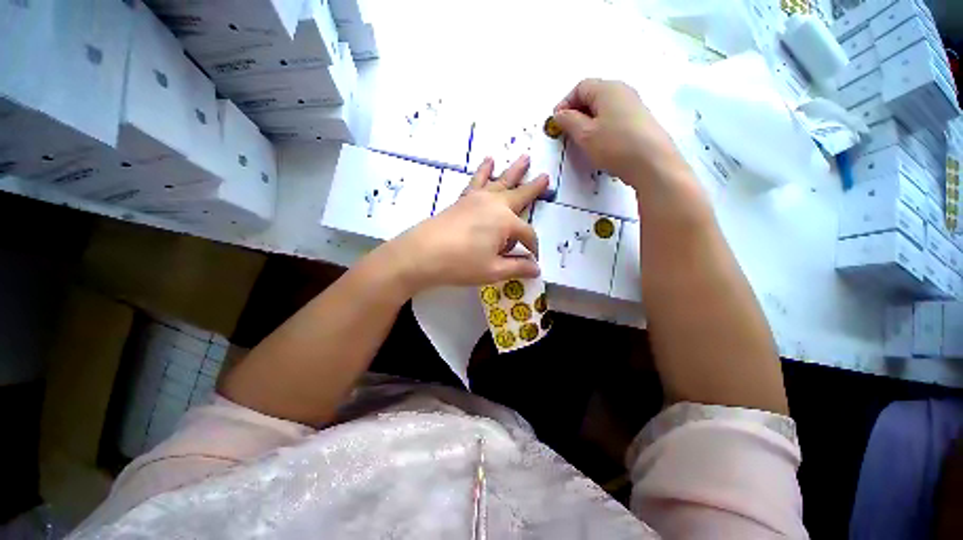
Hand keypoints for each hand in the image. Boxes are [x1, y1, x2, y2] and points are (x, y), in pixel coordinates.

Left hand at [390, 156, 548, 291]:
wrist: (422, 253)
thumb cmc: (460, 264)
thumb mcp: (493, 270)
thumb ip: (518, 268)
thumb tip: (537, 268)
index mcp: (506, 222)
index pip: (527, 234)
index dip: (532, 247)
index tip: (533, 259)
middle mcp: (495, 205)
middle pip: (519, 195)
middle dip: (534, 188)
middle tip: (545, 176)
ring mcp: (477, 199)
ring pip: (500, 182)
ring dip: (514, 171)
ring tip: (524, 157)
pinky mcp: (463, 199)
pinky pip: (476, 181)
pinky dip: (483, 171)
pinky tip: (488, 161)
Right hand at [553, 78, 687, 190]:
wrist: (652, 163)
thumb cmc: (614, 145)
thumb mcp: (584, 134)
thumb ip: (568, 121)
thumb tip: (559, 113)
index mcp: (607, 89)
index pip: (580, 87)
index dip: (565, 103)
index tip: (556, 123)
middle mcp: (622, 91)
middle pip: (593, 95)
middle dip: (576, 112)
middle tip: (567, 133)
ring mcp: (633, 105)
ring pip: (603, 108)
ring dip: (588, 121)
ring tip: (582, 141)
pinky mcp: (639, 120)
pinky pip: (614, 117)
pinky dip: (601, 127)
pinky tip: (600, 144)